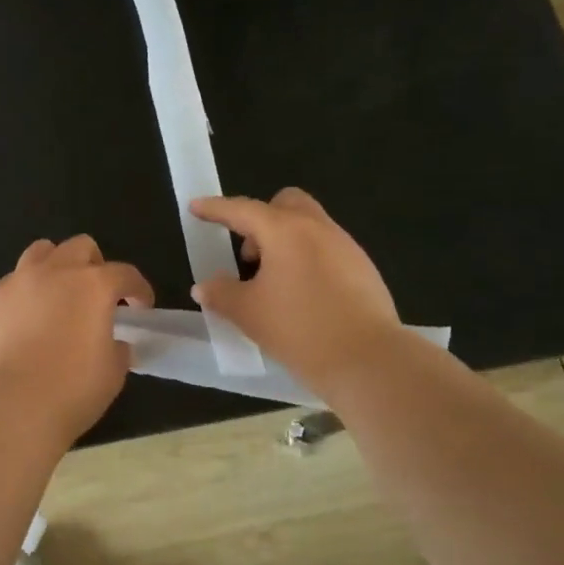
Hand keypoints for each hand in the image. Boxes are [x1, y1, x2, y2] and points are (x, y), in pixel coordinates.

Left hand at [0, 234, 153, 444]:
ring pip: (41, 252)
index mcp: (94, 285)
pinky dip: (27, 291)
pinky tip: (29, 318)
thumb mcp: (112, 373)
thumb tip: (113, 343)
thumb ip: (117, 349)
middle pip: (81, 248)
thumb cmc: (71, 390)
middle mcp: (56, 272)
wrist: (9, 406)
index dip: (139, 290)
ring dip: (57, 266)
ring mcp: (19, 282)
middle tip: (98, 297)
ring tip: (59, 295)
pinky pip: (14, 281)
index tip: (142, 307)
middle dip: (96, 266)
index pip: (126, 274)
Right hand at [190, 188, 400, 399]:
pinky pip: (328, 251)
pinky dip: (307, 261)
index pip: (242, 210)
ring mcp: (346, 247)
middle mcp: (318, 229)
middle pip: (286, 204)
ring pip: (310, 228)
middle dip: (261, 219)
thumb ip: (221, 294)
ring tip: (273, 284)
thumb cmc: (299, 329)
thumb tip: (204, 287)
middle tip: (248, 256)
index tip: (196, 207)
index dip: (215, 209)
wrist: (367, 360)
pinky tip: (302, 298)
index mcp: (285, 231)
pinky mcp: (364, 270)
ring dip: (285, 243)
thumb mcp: (248, 313)